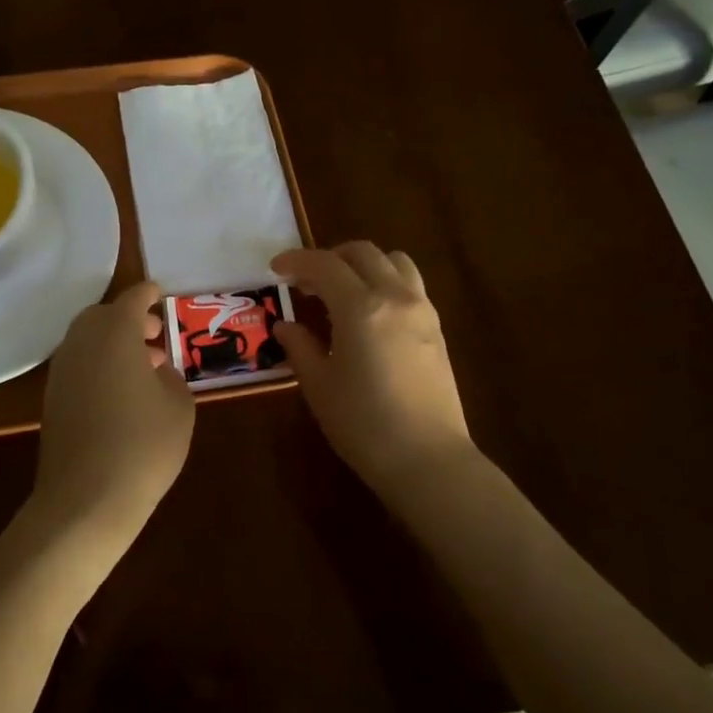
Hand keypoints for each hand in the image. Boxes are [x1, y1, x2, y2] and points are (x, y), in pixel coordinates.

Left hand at [32, 280, 195, 543]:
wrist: (86, 499)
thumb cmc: (143, 446)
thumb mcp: (179, 407)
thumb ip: (171, 377)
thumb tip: (156, 370)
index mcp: (115, 334)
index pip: (132, 300)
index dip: (148, 294)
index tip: (161, 293)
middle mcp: (82, 344)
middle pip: (103, 316)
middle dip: (129, 318)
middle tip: (155, 335)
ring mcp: (62, 372)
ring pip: (87, 340)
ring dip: (114, 343)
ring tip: (145, 366)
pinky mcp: (52, 399)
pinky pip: (78, 365)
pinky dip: (99, 363)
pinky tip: (122, 392)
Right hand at [271, 242, 474, 495]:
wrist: (427, 459)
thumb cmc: (363, 424)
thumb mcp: (319, 386)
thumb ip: (300, 347)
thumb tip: (285, 326)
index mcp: (361, 307)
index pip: (324, 265)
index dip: (296, 260)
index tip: (276, 268)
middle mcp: (395, 297)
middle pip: (362, 253)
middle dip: (329, 257)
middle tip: (305, 281)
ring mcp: (422, 310)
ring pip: (394, 261)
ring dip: (363, 264)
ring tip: (342, 289)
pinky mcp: (437, 328)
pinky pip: (410, 285)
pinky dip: (385, 281)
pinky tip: (369, 313)